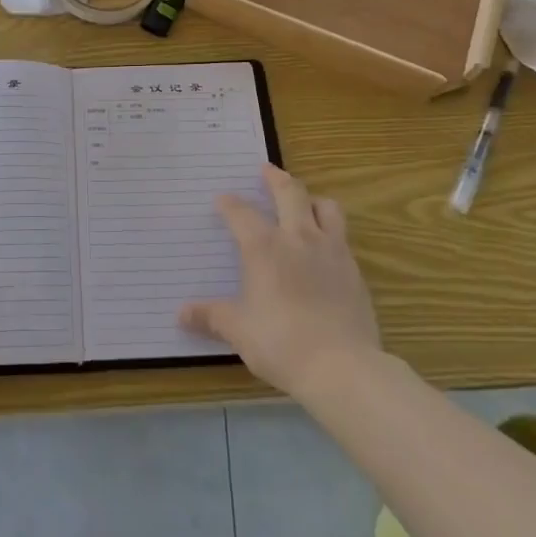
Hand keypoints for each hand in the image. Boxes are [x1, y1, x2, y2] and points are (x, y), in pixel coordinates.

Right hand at [179, 165, 380, 397]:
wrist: (342, 367)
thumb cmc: (280, 343)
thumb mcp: (238, 331)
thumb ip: (211, 317)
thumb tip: (181, 314)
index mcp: (264, 247)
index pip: (241, 213)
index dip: (229, 204)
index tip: (222, 200)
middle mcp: (298, 238)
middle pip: (290, 192)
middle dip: (276, 178)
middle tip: (266, 169)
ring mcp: (331, 251)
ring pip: (326, 207)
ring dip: (312, 199)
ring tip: (305, 202)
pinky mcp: (354, 270)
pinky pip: (342, 237)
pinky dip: (331, 232)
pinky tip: (324, 248)